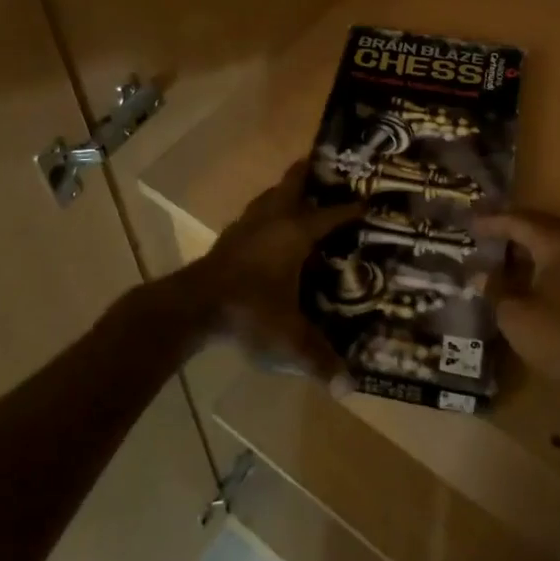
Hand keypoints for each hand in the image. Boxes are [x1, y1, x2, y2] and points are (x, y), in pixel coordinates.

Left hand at [193, 160, 364, 390]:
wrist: (191, 308)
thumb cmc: (248, 312)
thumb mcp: (288, 339)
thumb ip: (319, 360)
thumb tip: (349, 388)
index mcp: (294, 233)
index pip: (330, 214)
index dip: (351, 209)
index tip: (369, 202)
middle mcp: (272, 219)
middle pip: (294, 182)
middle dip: (312, 173)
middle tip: (333, 173)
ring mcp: (246, 226)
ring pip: (271, 195)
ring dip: (287, 191)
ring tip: (304, 195)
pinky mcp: (227, 238)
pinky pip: (255, 214)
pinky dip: (268, 212)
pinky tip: (271, 229)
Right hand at [476, 211, 559, 381]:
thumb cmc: (559, 336)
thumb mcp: (515, 313)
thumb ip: (495, 287)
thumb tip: (479, 273)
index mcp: (557, 245)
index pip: (519, 221)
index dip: (492, 222)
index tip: (469, 225)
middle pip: (540, 225)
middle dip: (512, 225)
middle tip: (485, 228)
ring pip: (553, 242)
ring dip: (526, 242)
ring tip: (500, 248)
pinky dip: (539, 259)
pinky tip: (523, 273)